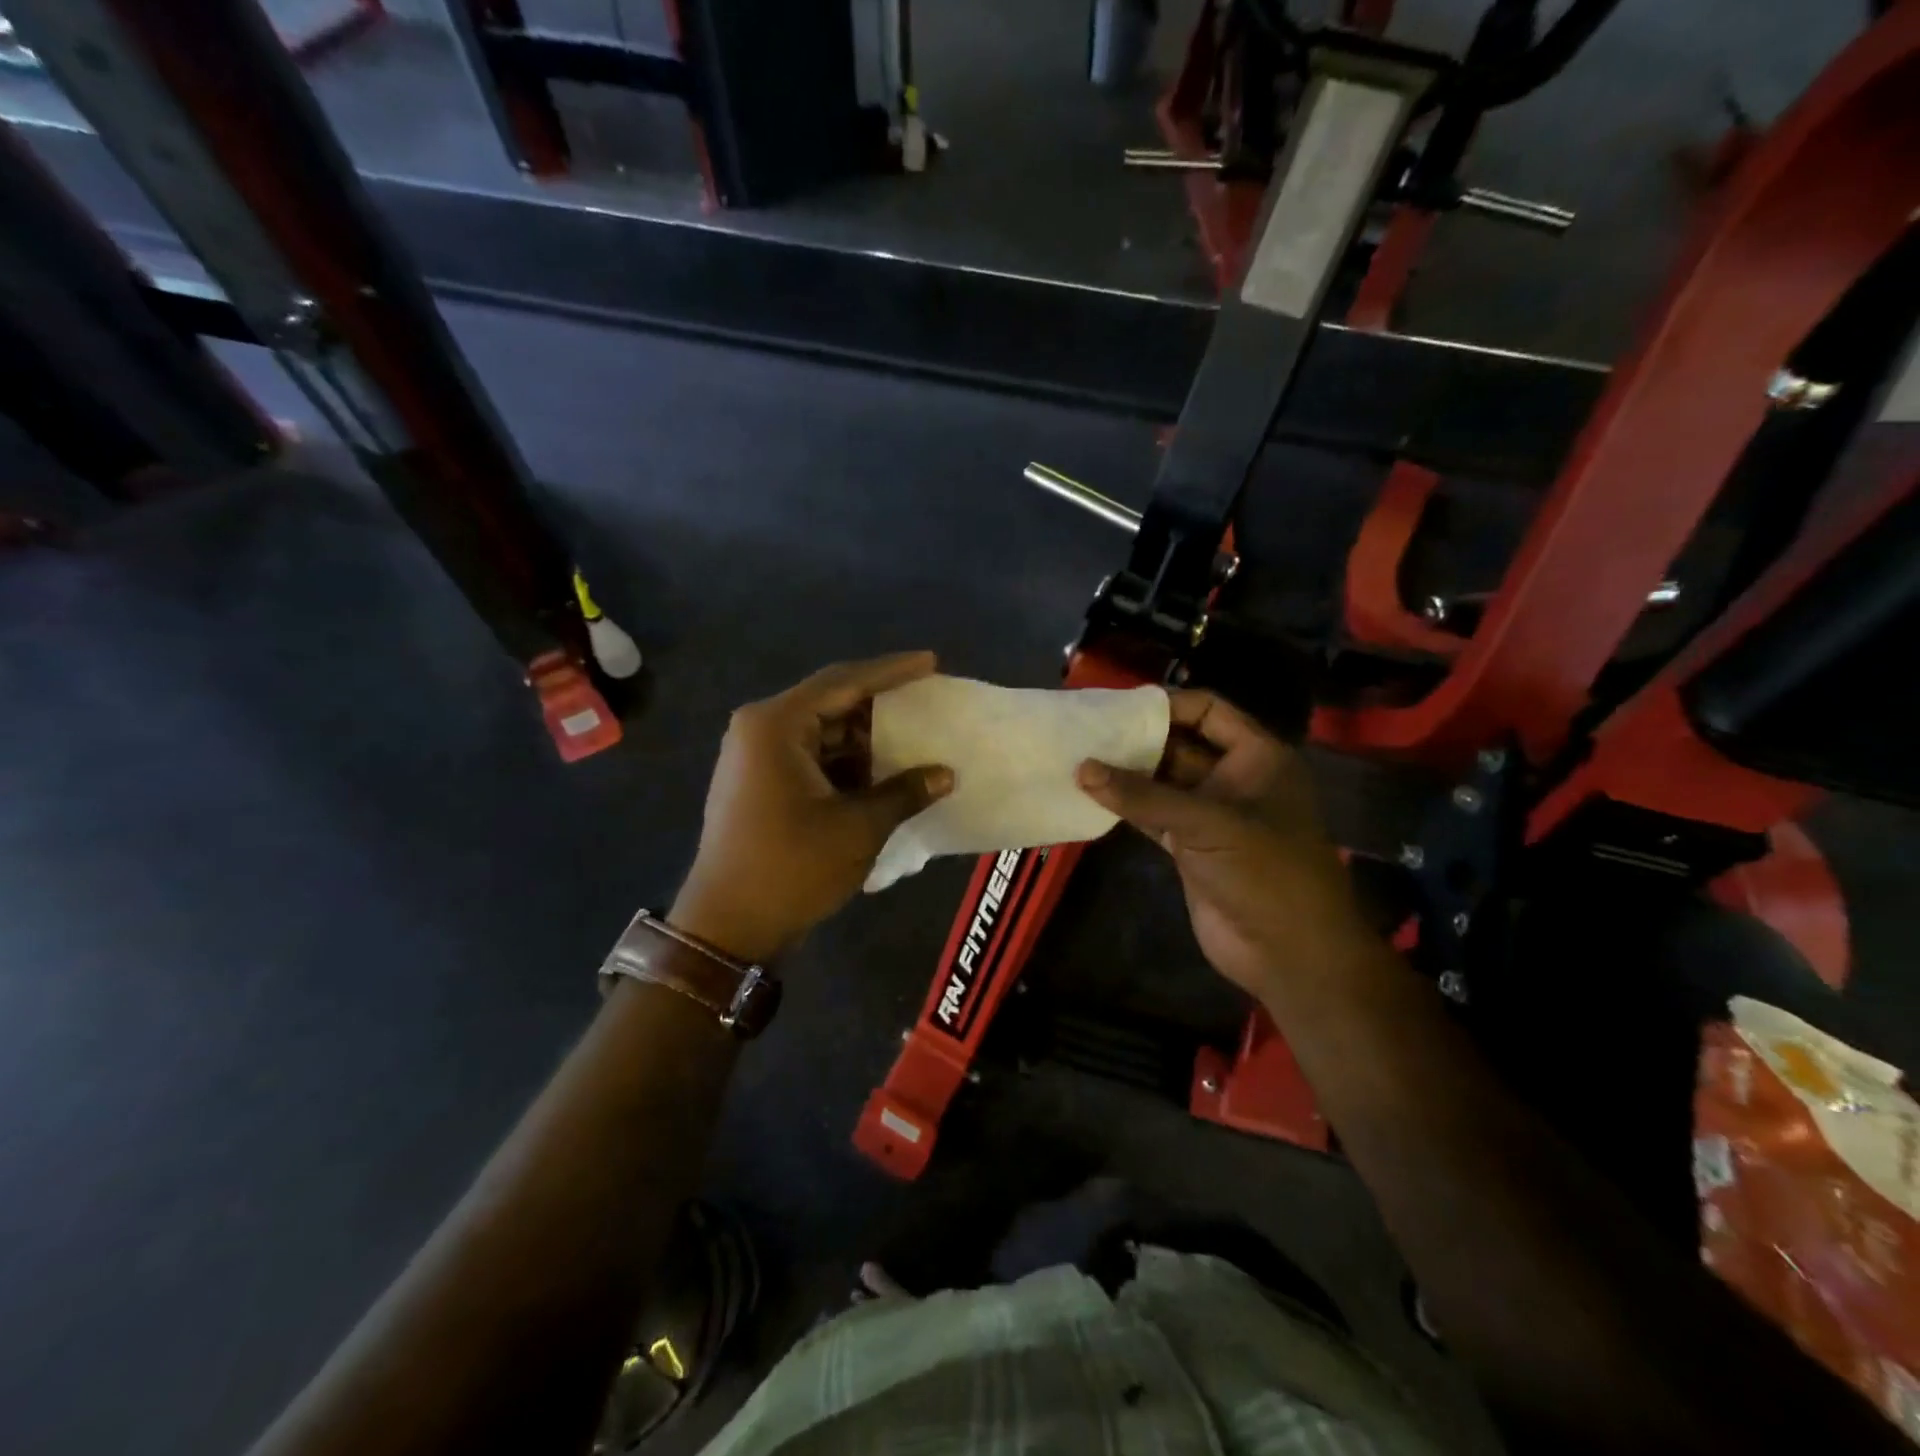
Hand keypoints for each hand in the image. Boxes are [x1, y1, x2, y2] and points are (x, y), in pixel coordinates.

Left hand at [671, 653, 953, 962]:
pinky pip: (813, 759)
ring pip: (824, 734)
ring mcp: (757, 758)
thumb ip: (904, 792)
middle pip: (832, 703)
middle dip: (881, 707)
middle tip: (928, 702)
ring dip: (867, 740)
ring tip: (916, 740)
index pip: (844, 682)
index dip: (892, 671)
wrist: (728, 928)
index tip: (930, 662)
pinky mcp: (761, 784)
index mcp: (777, 725)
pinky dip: (847, 764)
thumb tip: (946, 774)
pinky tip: (884, 773)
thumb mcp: (858, 827)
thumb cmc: (792, 868)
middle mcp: (761, 730)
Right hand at [1076, 689, 1372, 1000]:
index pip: (1208, 710)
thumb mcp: (1208, 824)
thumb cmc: (1265, 873)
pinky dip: (1125, 808)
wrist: (1289, 954)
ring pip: (1161, 783)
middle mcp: (1233, 778)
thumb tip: (1082, 768)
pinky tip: (1089, 798)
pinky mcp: (1189, 848)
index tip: (1116, 707)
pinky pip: (1152, 817)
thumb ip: (1143, 796)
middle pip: (1179, 744)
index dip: (1165, 704)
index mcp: (1257, 757)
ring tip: (1077, 759)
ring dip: (1126, 774)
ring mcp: (1210, 815)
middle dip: (1137, 738)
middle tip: (1085, 730)